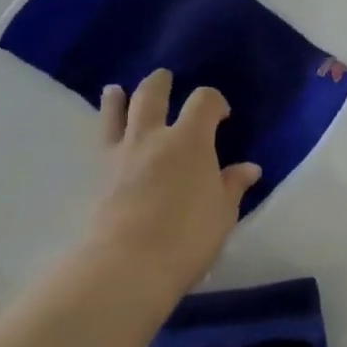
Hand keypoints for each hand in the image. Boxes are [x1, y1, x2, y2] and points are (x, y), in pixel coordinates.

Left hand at [86, 70, 259, 305]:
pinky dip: (105, 129)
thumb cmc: (187, 236)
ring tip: (116, 90)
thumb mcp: (222, 212)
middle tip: (165, 79)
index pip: (204, 101)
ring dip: (119, 99)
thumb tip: (248, 169)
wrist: (125, 267)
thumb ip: (232, 186)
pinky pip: (101, 141)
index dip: (215, 101)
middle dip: (161, 83)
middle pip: (152, 95)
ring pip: (116, 113)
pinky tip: (107, 133)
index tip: (223, 116)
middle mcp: (153, 138)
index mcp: (190, 140)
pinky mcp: (98, 177)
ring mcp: (121, 155)